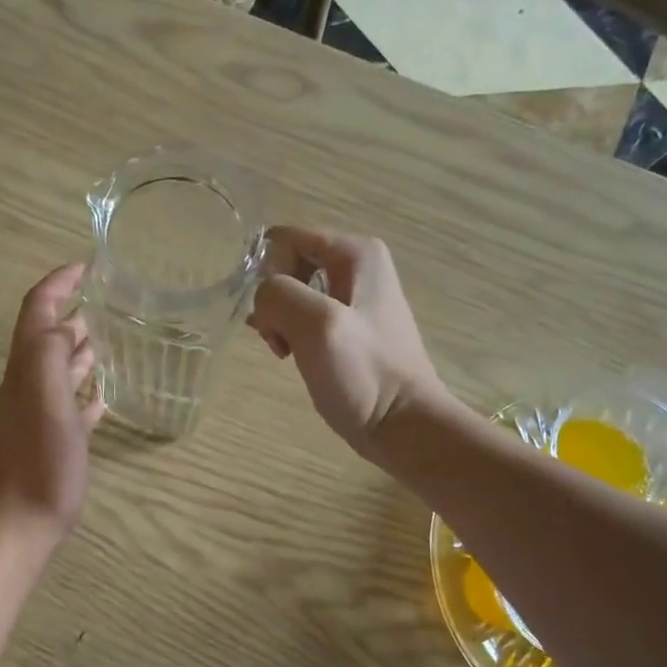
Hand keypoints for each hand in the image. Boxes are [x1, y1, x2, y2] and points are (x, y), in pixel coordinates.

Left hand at [0, 262, 104, 551]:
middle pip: (48, 337)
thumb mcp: (46, 403)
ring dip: (82, 349)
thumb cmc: (39, 464)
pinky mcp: (52, 440)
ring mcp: (38, 415)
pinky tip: (105, 394)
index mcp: (25, 370)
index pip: (36, 311)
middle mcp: (27, 385)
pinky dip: (86, 390)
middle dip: (74, 311)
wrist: (20, 526)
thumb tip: (65, 324)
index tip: (87, 265)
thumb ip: (50, 357)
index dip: (57, 283)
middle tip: (111, 298)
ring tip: (114, 337)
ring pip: (60, 369)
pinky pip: (70, 404)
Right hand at [248, 228, 445, 456]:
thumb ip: (277, 295)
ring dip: (280, 320)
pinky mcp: (352, 327)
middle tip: (277, 338)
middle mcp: (359, 265)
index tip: (267, 314)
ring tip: (285, 351)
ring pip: (294, 293)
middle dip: (272, 299)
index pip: (285, 240)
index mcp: (356, 252)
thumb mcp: (316, 325)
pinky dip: (293, 334)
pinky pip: (307, 315)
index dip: (266, 274)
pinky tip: (296, 357)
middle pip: (288, 266)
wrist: (403, 425)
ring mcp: (357, 297)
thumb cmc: (363, 374)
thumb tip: (263, 300)